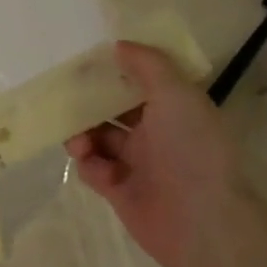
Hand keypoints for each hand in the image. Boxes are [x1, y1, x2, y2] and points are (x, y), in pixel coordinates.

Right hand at [65, 42, 261, 266]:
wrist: (201, 221)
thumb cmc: (192, 149)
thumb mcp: (176, 94)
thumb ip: (147, 65)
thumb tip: (119, 45)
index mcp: (174, 109)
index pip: (140, 84)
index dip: (115, 72)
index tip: (87, 63)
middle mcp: (156, 134)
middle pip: (113, 111)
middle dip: (90, 104)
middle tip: (66, 98)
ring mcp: (137, 164)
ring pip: (99, 139)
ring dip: (83, 134)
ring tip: (78, 140)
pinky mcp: (119, 191)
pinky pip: (94, 169)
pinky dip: (88, 164)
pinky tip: (93, 164)